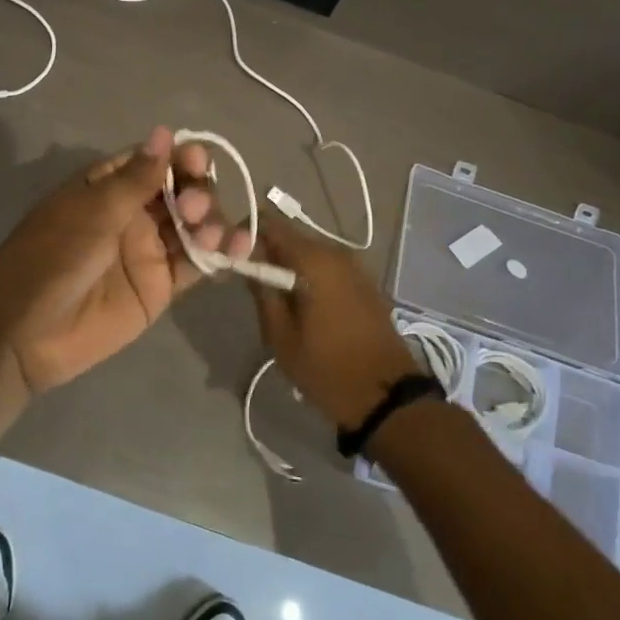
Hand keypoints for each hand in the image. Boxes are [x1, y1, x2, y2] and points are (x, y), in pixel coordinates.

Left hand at [0, 127, 249, 396]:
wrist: (26, 334)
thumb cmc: (50, 260)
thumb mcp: (91, 213)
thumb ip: (135, 179)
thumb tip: (164, 132)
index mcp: (108, 187)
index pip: (154, 161)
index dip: (179, 157)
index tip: (196, 161)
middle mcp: (133, 213)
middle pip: (182, 190)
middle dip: (198, 191)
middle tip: (192, 208)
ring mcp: (149, 249)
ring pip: (195, 224)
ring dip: (212, 220)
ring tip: (210, 234)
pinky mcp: (162, 285)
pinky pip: (197, 263)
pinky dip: (220, 253)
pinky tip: (240, 247)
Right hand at [248, 215, 416, 430]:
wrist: (386, 396)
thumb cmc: (327, 368)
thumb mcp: (281, 336)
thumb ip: (262, 292)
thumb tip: (247, 262)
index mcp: (314, 260)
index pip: (271, 223)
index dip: (247, 234)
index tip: (233, 256)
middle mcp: (337, 252)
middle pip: (291, 237)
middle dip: (267, 253)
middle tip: (249, 282)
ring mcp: (356, 267)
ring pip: (310, 254)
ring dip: (289, 267)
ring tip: (275, 299)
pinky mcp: (365, 283)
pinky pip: (328, 268)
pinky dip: (310, 277)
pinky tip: (302, 305)